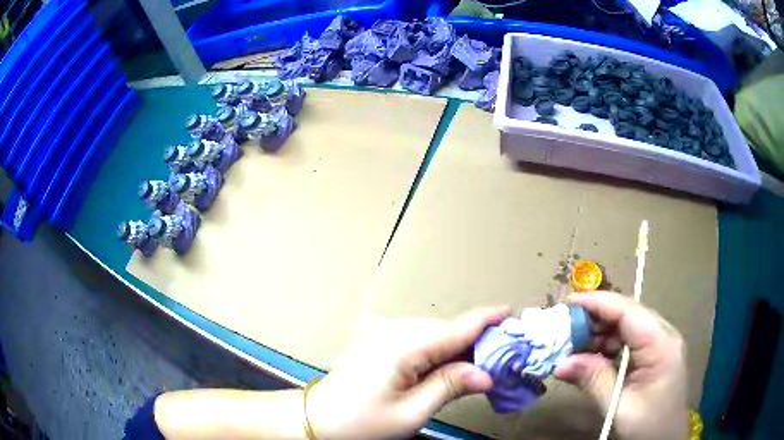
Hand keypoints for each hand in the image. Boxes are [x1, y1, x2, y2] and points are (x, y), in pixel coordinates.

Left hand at [307, 306, 509, 439]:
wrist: (319, 418)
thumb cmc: (363, 422)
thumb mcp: (411, 413)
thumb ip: (450, 387)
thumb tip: (487, 374)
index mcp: (403, 345)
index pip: (457, 327)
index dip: (488, 320)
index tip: (513, 314)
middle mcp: (394, 329)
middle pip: (448, 330)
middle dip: (477, 342)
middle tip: (501, 360)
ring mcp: (384, 331)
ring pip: (435, 334)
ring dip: (458, 348)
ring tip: (479, 368)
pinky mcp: (380, 338)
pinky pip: (420, 339)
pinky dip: (439, 351)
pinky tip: (448, 367)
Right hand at [553, 292, 687, 439]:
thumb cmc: (647, 426)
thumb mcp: (618, 407)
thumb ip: (593, 381)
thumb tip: (560, 363)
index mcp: (661, 345)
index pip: (628, 312)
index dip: (598, 303)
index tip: (567, 302)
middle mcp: (663, 336)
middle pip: (628, 315)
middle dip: (595, 318)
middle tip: (564, 328)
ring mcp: (660, 344)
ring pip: (627, 326)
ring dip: (600, 333)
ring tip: (573, 345)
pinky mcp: (654, 355)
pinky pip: (629, 341)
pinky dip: (608, 346)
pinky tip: (591, 358)